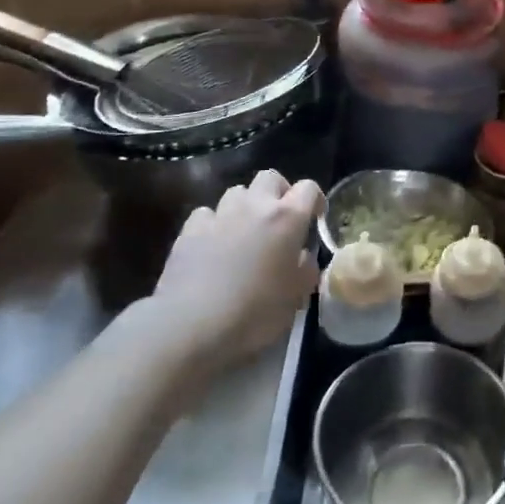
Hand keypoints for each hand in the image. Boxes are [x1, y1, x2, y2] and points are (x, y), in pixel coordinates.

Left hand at [143, 170, 323, 372]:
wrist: (192, 325)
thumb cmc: (255, 312)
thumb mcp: (295, 298)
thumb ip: (305, 270)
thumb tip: (302, 258)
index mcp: (287, 219)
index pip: (308, 188)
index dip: (315, 200)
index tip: (314, 219)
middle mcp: (255, 206)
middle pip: (270, 177)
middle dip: (278, 192)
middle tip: (279, 219)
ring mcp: (219, 215)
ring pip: (237, 192)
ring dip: (246, 205)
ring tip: (245, 231)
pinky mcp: (189, 229)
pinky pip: (207, 213)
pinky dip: (215, 223)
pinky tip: (213, 244)